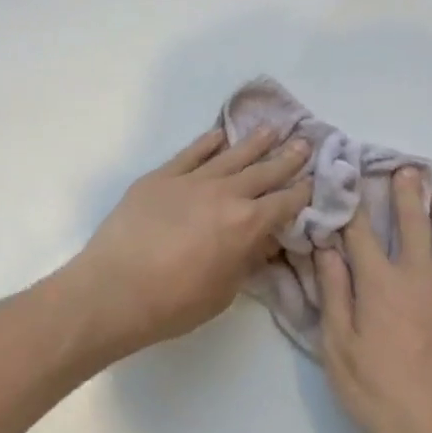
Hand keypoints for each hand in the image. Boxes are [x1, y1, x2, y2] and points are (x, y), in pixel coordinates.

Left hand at [66, 126, 312, 358]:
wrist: (115, 289)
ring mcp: (192, 180)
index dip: (304, 192)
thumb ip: (246, 261)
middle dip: (288, 158)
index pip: (284, 203)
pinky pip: (191, 152)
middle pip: (264, 171)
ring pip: (231, 155)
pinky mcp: (162, 176)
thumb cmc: (173, 303)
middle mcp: (225, 194)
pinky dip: (208, 142)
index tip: (317, 179)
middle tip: (306, 142)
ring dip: (255, 142)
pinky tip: (219, 134)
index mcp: (246, 225)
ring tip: (272, 129)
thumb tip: (263, 241)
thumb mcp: (224, 292)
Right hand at [319, 168, 431, 432]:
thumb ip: (335, 294)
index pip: (363, 233)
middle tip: (409, 171)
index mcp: (380, 284)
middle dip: (408, 194)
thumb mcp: (339, 349)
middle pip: (415, 223)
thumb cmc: (380, 395)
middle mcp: (421, 277)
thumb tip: (327, 250)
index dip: (355, 205)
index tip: (351, 180)